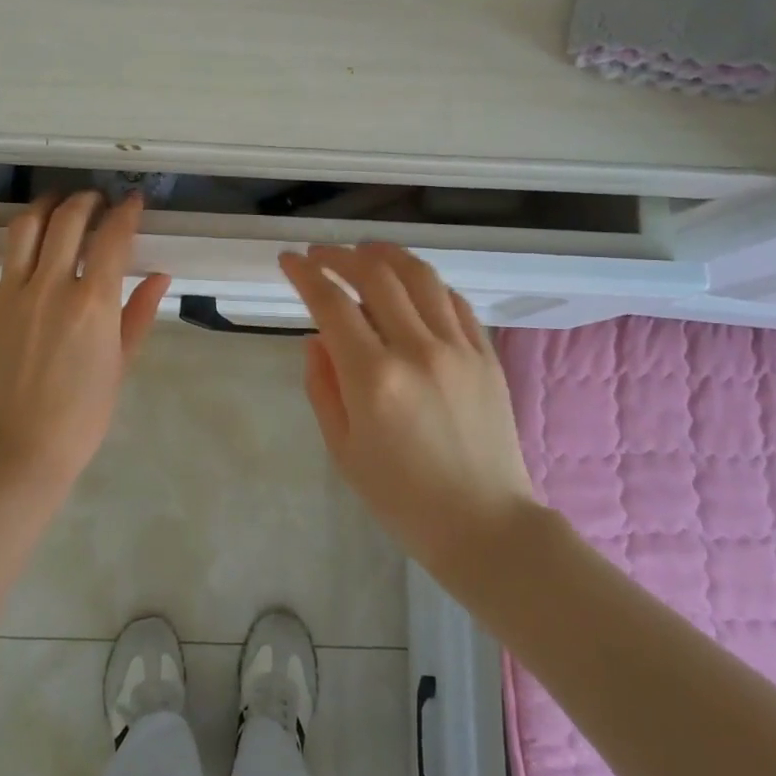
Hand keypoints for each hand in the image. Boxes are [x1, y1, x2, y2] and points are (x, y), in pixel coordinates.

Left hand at [0, 192, 171, 489]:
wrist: (20, 450)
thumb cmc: (81, 415)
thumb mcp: (121, 365)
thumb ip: (140, 315)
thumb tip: (160, 276)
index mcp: (93, 303)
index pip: (113, 238)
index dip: (126, 213)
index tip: (133, 202)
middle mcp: (52, 286)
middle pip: (69, 221)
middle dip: (88, 201)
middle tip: (97, 200)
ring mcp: (10, 294)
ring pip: (26, 229)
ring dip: (45, 205)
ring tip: (57, 201)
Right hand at [278, 243, 542, 576]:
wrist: (484, 525)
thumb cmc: (402, 497)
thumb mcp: (342, 448)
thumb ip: (322, 386)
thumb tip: (318, 338)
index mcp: (374, 378)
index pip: (331, 304)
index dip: (305, 274)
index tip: (289, 260)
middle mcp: (417, 350)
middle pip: (375, 275)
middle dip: (340, 255)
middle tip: (320, 254)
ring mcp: (458, 348)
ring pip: (419, 276)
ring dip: (385, 254)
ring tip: (364, 251)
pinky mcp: (486, 354)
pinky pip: (454, 300)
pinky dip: (426, 282)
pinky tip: (410, 284)